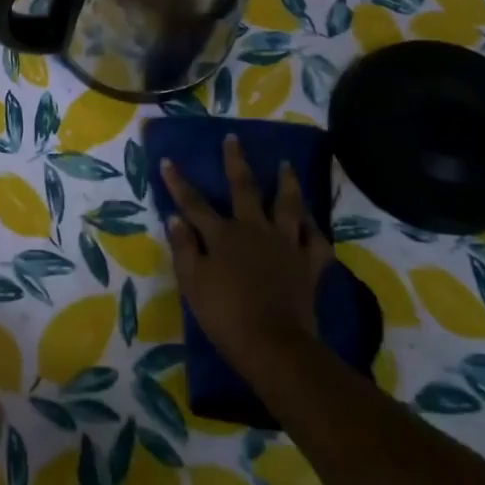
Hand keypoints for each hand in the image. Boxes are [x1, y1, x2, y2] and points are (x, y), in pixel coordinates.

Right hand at [162, 134, 332, 374]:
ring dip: (286, 183)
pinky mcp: (308, 265)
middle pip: (244, 189)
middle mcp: (255, 230)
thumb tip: (176, 218)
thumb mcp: (193, 282)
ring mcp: (286, 245)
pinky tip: (311, 221)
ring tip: (286, 165)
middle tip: (234, 139)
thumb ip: (184, 247)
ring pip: (288, 207)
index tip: (168, 161)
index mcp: (223, 235)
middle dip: (236, 162)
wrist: (273, 345)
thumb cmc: (225, 315)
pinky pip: (316, 241)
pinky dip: (315, 229)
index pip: (194, 203)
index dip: (179, 182)